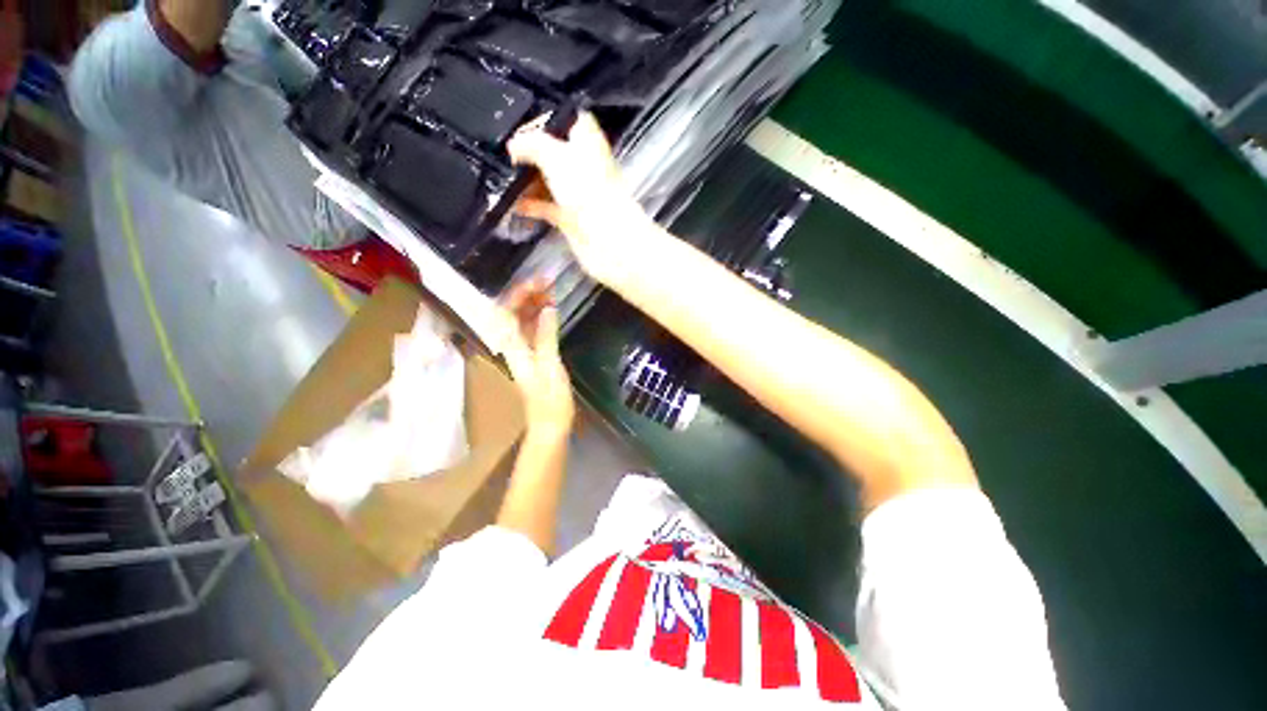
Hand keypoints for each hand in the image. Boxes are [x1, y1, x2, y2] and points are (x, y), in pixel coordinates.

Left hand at [496, 278, 574, 438]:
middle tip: (549, 281)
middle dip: (527, 293)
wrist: (550, 423)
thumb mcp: (550, 365)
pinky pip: (531, 329)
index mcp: (512, 347)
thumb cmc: (550, 398)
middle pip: (511, 312)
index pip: (506, 311)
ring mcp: (522, 350)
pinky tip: (551, 310)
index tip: (541, 281)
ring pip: (521, 319)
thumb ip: (546, 335)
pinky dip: (539, 316)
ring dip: (533, 303)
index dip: (520, 293)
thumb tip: (548, 308)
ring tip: (551, 290)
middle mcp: (512, 345)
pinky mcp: (533, 355)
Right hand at [508, 112, 652, 287]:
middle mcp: (584, 166)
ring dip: (526, 179)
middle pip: (555, 151)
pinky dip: (530, 204)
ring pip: (549, 180)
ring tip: (499, 175)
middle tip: (503, 150)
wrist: (606, 240)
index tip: (522, 120)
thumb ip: (531, 144)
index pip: (571, 118)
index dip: (549, 116)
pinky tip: (511, 203)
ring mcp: (578, 194)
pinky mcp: (571, 218)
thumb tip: (513, 145)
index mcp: (588, 142)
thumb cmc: (587, 190)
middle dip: (530, 151)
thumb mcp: (555, 155)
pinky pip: (546, 206)